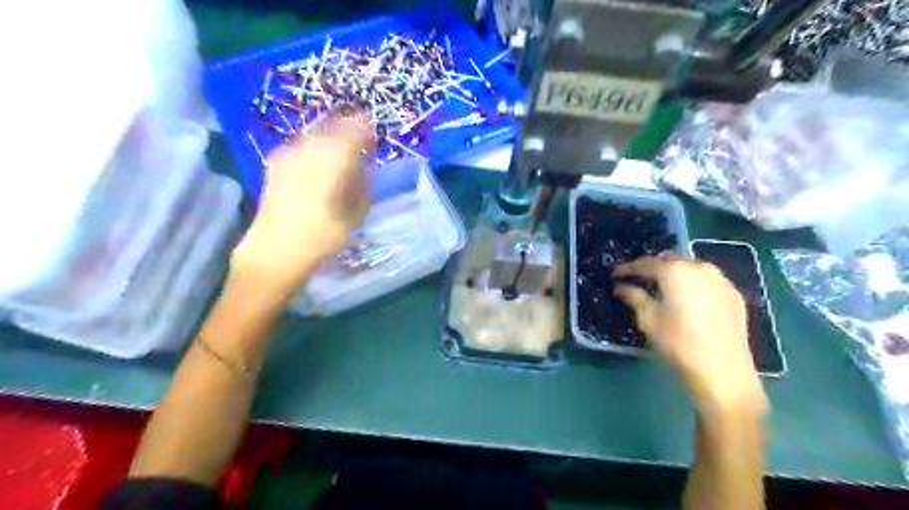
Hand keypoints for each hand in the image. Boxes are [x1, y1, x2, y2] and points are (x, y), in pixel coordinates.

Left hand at [235, 113, 377, 293]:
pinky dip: (313, 153)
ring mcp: (289, 151)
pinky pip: (301, 147)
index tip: (374, 146)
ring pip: (316, 135)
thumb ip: (363, 184)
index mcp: (336, 154)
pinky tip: (315, 172)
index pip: (358, 128)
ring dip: (330, 143)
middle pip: (335, 126)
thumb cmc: (325, 234)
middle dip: (348, 136)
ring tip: (336, 164)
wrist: (277, 249)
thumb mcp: (357, 212)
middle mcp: (311, 144)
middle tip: (357, 154)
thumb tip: (363, 170)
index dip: (368, 134)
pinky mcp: (274, 163)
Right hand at [611, 253, 765, 415]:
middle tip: (637, 280)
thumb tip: (621, 287)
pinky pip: (707, 281)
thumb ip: (634, 297)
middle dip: (652, 267)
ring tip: (662, 288)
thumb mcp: (648, 320)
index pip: (645, 263)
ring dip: (674, 273)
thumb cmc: (678, 344)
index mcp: (675, 272)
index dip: (628, 268)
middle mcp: (700, 268)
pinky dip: (693, 284)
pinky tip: (687, 299)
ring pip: (691, 268)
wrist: (723, 372)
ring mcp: (721, 280)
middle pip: (670, 260)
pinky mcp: (734, 295)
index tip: (615, 274)